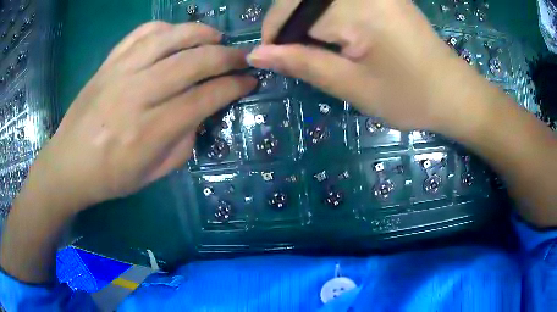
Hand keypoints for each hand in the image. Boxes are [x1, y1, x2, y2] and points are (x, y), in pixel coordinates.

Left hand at [30, 22, 255, 210]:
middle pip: (192, 62)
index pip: (204, 98)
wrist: (68, 164)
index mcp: (149, 132)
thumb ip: (183, 142)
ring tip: (216, 37)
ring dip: (200, 33)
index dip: (233, 86)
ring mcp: (119, 73)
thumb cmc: (110, 177)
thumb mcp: (153, 174)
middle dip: (226, 57)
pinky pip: (141, 33)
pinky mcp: (108, 63)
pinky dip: (165, 28)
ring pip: (169, 38)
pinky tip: (176, 33)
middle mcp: (135, 95)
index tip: (249, 81)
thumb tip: (202, 110)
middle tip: (242, 57)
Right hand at [248, 0, 496, 134]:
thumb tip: (257, 54)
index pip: (291, 9)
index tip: (274, 58)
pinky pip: (339, 0)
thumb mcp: (352, 86)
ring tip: (316, 48)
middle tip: (295, 56)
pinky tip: (336, 36)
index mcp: (356, 7)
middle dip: (291, 26)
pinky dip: (327, 16)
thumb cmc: (410, 96)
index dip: (275, 33)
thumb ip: (302, 64)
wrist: (453, 93)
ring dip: (309, 21)